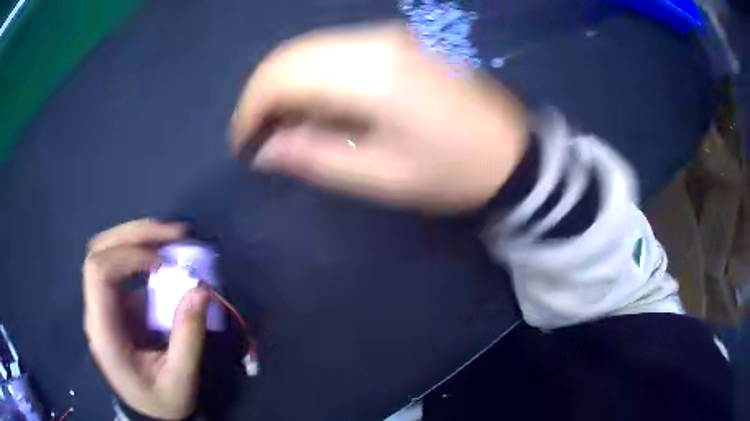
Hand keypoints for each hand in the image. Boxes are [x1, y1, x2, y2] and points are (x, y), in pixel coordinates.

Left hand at [83, 219, 208, 419]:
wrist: (148, 410)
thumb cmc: (159, 401)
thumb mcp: (180, 380)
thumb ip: (188, 338)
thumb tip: (202, 289)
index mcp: (103, 331)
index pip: (99, 272)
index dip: (129, 256)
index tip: (165, 262)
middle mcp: (97, 309)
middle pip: (100, 251)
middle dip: (136, 234)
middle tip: (175, 233)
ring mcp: (104, 303)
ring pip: (109, 251)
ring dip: (140, 237)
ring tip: (174, 237)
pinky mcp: (116, 303)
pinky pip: (124, 266)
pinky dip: (144, 252)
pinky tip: (166, 254)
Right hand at [231, 24, 527, 211]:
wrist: (511, 151)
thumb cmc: (452, 172)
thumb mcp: (381, 177)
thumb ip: (315, 156)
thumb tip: (265, 150)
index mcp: (370, 73)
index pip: (281, 76)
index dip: (250, 110)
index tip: (245, 145)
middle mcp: (374, 39)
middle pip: (290, 55)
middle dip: (262, 96)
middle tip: (261, 137)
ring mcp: (389, 34)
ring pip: (310, 48)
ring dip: (286, 84)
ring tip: (285, 125)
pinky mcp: (399, 39)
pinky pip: (335, 49)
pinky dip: (312, 74)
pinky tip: (317, 102)